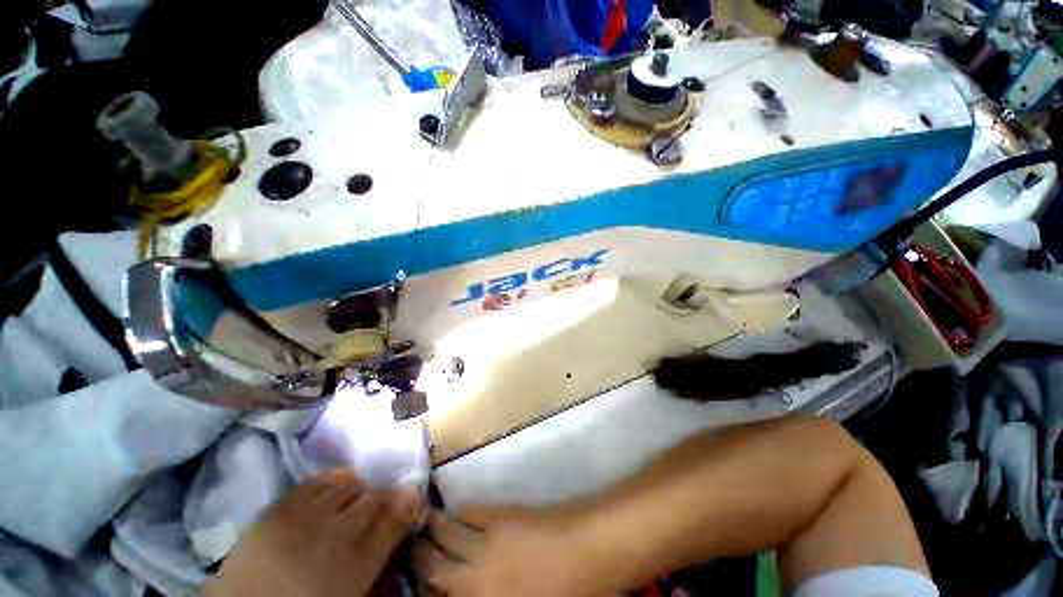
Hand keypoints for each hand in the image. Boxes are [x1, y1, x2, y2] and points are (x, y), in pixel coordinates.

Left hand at [205, 469, 424, 596]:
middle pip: (375, 498)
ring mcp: (303, 520)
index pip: (396, 519)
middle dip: (386, 494)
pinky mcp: (275, 510)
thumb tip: (401, 531)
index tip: (414, 494)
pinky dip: (330, 478)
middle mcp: (335, 536)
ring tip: (357, 495)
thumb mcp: (351, 593)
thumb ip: (379, 562)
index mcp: (355, 565)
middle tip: (385, 499)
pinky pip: (314, 482)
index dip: (410, 502)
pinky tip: (334, 484)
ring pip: (348, 486)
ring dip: (359, 487)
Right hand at [411, 507, 600, 596]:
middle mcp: (475, 576)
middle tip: (408, 553)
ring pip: (447, 534)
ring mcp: (487, 542)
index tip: (417, 585)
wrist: (588, 551)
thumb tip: (469, 586)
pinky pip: (471, 513)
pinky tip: (455, 513)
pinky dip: (459, 513)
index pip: (439, 595)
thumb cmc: (564, 594)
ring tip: (422, 526)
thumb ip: (488, 596)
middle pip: (433, 565)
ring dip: (432, 530)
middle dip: (417, 559)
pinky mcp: (501, 515)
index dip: (425, 590)